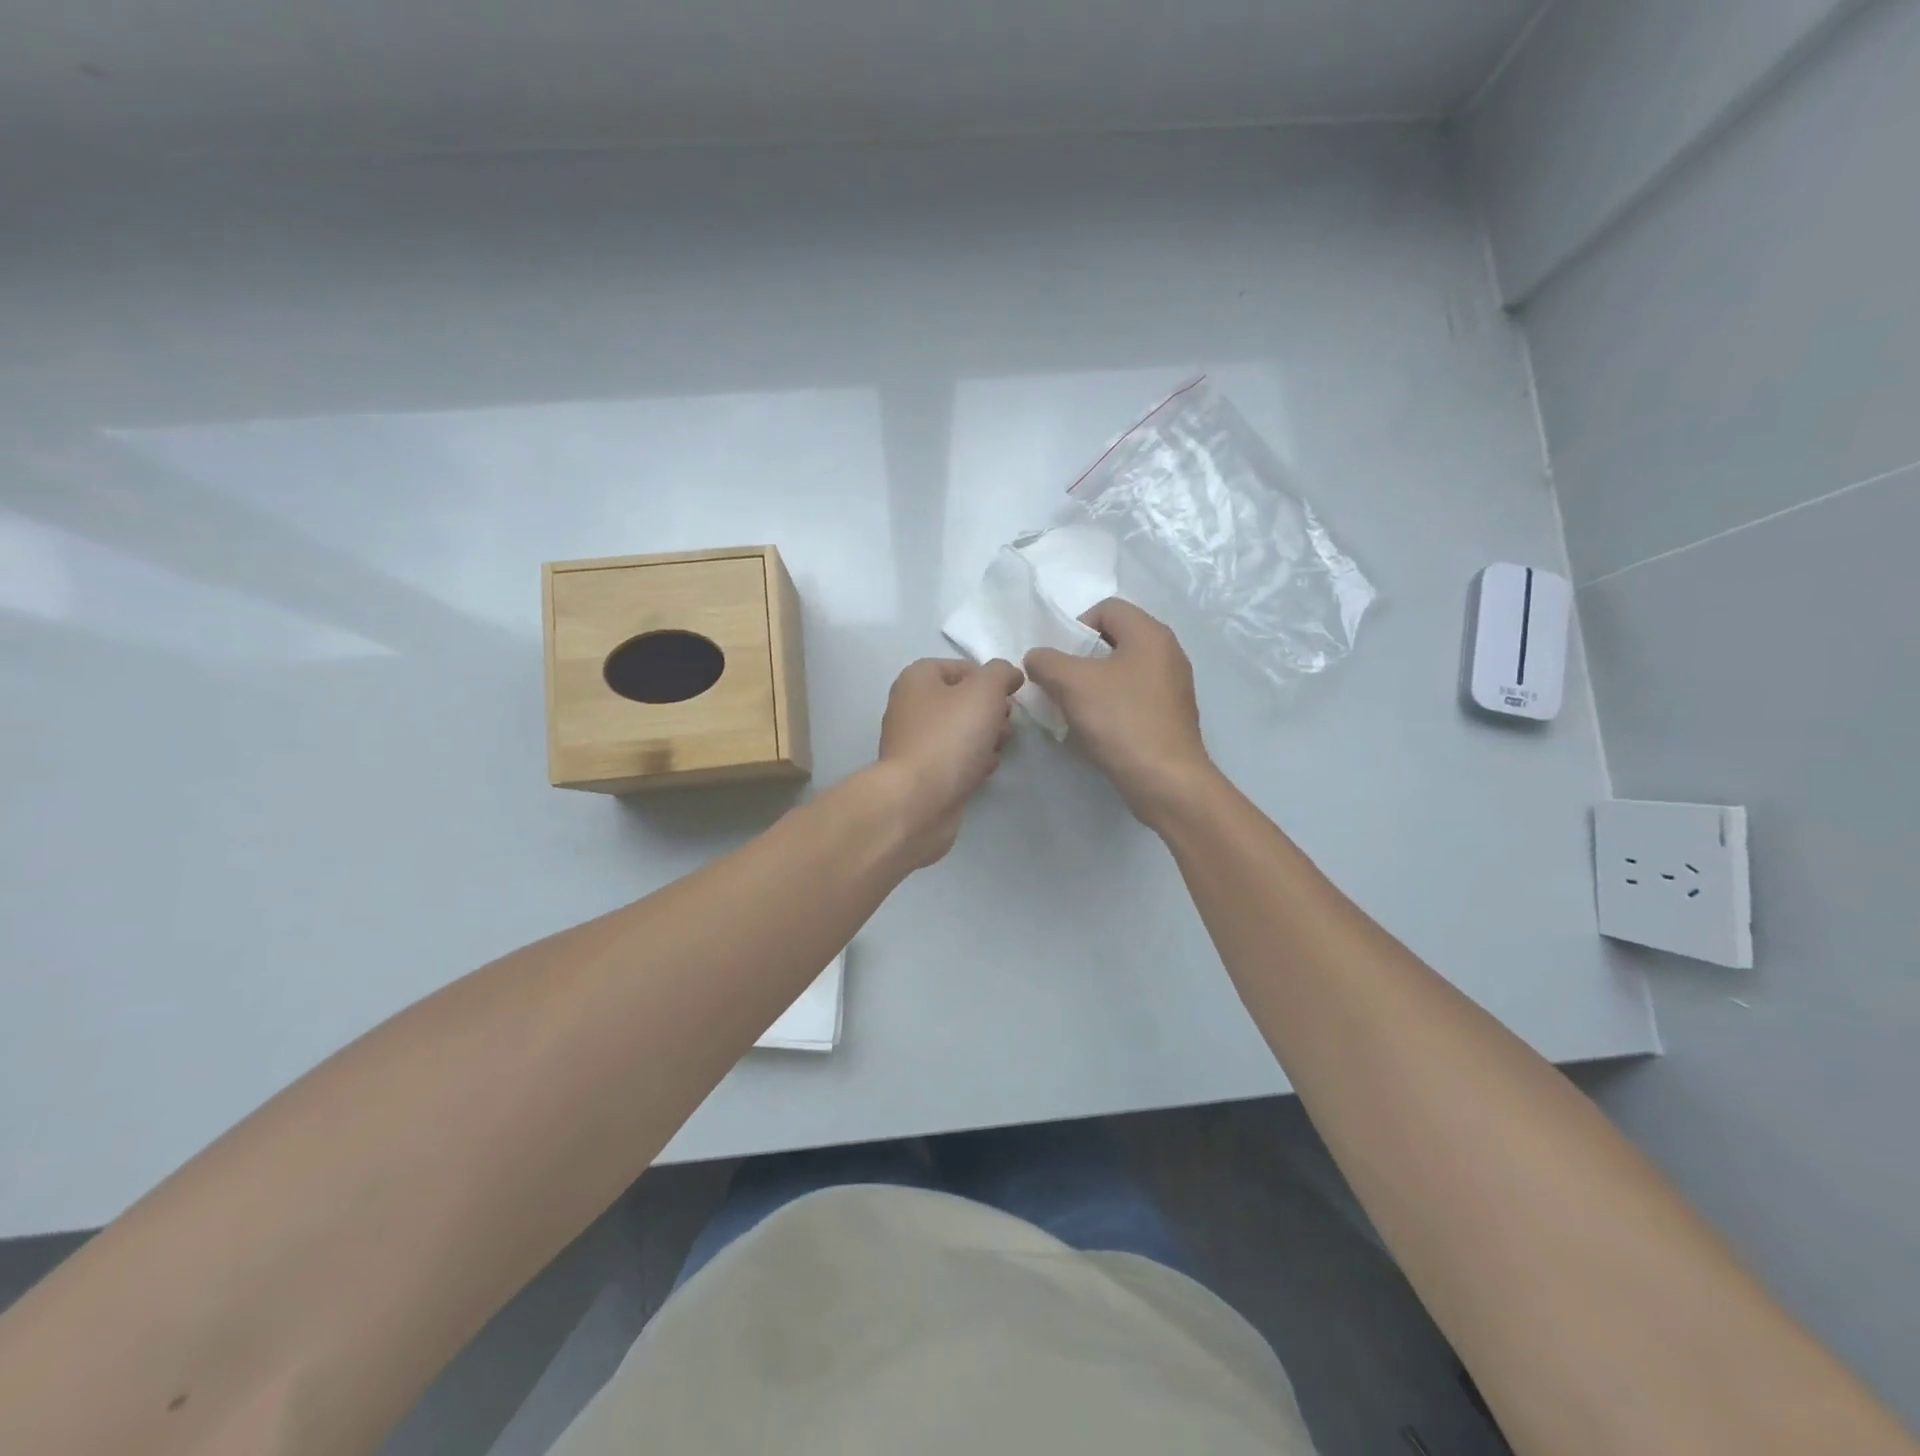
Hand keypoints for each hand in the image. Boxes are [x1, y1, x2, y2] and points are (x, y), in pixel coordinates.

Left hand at [874, 657, 1023, 865]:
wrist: (918, 800)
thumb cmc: (949, 737)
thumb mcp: (984, 691)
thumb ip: (1000, 673)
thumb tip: (1009, 675)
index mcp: (917, 679)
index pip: (961, 667)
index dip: (990, 679)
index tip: (1011, 696)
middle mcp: (910, 707)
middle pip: (962, 701)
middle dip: (991, 711)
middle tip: (1006, 725)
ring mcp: (914, 743)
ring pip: (960, 732)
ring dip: (986, 737)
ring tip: (999, 748)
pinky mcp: (922, 774)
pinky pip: (954, 760)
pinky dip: (972, 762)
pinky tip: (985, 770)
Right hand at [1024, 599, 1214, 825]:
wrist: (1165, 779)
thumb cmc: (1121, 720)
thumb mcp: (1072, 684)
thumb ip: (1046, 661)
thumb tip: (1037, 658)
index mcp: (1150, 634)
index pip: (1107, 609)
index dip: (1076, 626)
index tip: (1060, 659)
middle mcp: (1168, 652)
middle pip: (1115, 639)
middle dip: (1082, 658)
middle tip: (1061, 683)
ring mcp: (1174, 685)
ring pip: (1123, 670)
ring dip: (1094, 684)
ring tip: (1075, 708)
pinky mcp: (1172, 715)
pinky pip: (1134, 696)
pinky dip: (1112, 705)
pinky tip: (1098, 728)